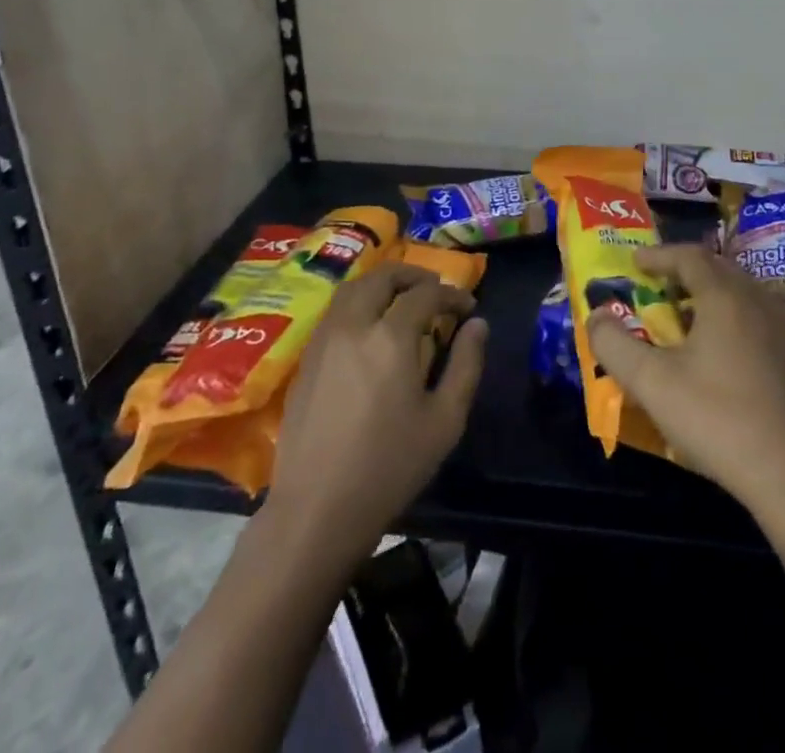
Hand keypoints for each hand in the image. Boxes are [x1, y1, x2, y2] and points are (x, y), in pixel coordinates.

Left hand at [266, 265, 487, 562]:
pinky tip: (371, 327)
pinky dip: (359, 302)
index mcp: (391, 336)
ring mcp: (324, 339)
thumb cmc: (390, 467)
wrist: (318, 509)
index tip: (469, 309)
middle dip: (414, 276)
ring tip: (403, 301)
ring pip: (353, 288)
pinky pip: (336, 311)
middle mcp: (354, 325)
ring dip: (382, 284)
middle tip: (435, 290)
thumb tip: (478, 325)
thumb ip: (466, 364)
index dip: (452, 294)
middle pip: (383, 277)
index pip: (426, 294)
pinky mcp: (306, 358)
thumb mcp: (445, 420)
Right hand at [587, 244, 784, 516]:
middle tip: (656, 285)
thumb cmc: (719, 419)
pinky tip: (716, 354)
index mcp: (724, 297)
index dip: (659, 255)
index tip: (635, 262)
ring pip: (740, 295)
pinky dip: (728, 319)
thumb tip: (595, 316)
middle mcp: (757, 302)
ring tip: (682, 317)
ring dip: (708, 296)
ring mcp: (782, 332)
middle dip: (683, 271)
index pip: (689, 256)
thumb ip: (614, 345)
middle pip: (718, 269)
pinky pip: (755, 319)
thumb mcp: (652, 383)